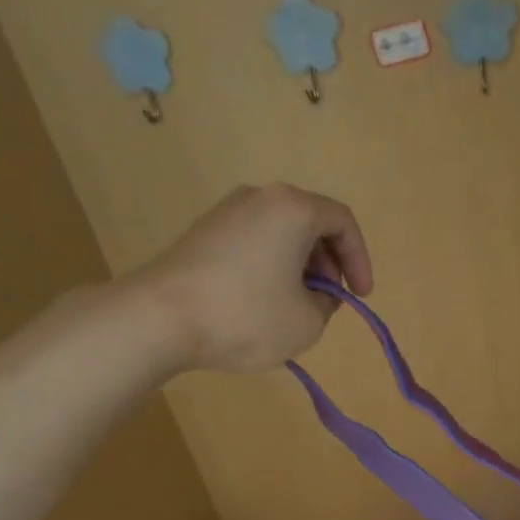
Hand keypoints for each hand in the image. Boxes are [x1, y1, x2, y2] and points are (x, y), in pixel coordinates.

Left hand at [123, 183, 373, 374]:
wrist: (159, 318)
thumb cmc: (246, 316)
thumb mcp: (308, 321)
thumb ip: (326, 303)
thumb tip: (315, 294)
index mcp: (293, 209)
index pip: (343, 222)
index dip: (360, 260)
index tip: (360, 296)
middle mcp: (260, 198)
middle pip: (311, 222)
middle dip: (329, 263)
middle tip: (330, 299)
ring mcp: (226, 212)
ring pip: (281, 232)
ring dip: (300, 266)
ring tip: (299, 305)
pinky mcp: (203, 233)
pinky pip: (254, 242)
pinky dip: (271, 266)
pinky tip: (264, 302)